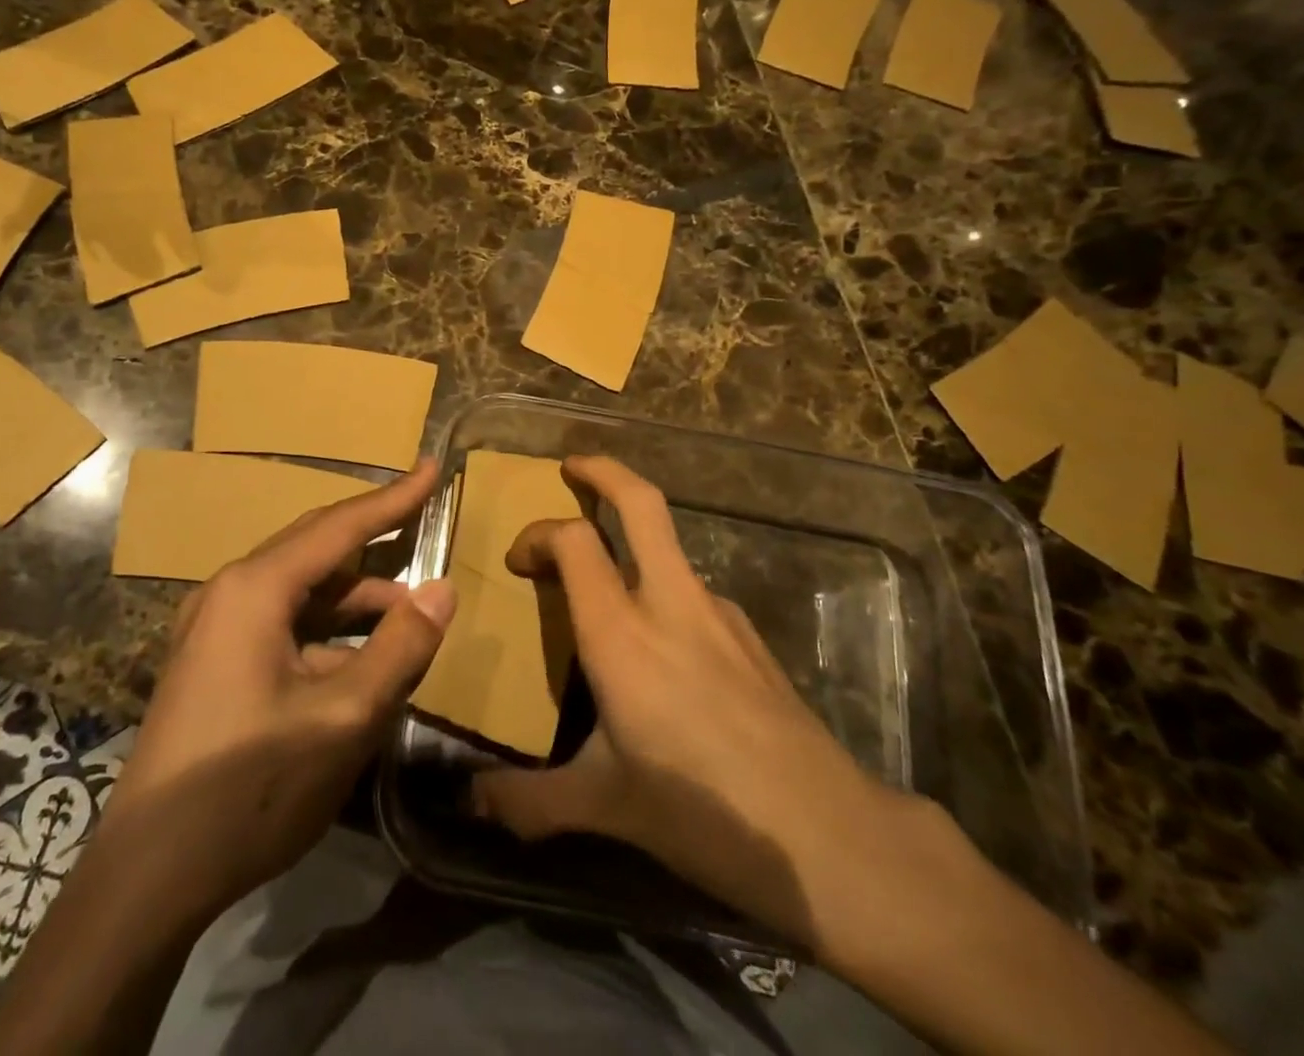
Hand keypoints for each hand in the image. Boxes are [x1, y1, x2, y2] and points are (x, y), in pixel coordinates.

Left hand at [107, 460, 456, 920]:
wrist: (146, 878)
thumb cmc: (249, 789)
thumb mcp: (343, 719)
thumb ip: (399, 647)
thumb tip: (442, 589)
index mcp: (255, 588)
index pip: (340, 525)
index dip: (394, 498)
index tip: (433, 467)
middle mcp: (231, 591)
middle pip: (318, 549)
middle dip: (375, 539)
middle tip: (424, 521)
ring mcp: (216, 628)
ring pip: (303, 592)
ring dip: (356, 599)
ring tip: (409, 616)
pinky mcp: (214, 662)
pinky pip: (284, 625)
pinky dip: (329, 632)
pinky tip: (361, 662)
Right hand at [470, 455, 935, 963]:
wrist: (827, 835)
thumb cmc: (701, 810)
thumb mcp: (605, 806)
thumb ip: (531, 801)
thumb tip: (476, 803)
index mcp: (621, 632)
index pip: (573, 541)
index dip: (538, 534)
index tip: (519, 561)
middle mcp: (670, 603)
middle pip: (641, 503)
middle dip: (603, 472)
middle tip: (572, 467)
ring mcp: (719, 613)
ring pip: (670, 546)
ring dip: (634, 539)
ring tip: (608, 583)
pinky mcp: (751, 637)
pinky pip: (695, 592)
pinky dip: (665, 590)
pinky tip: (664, 649)